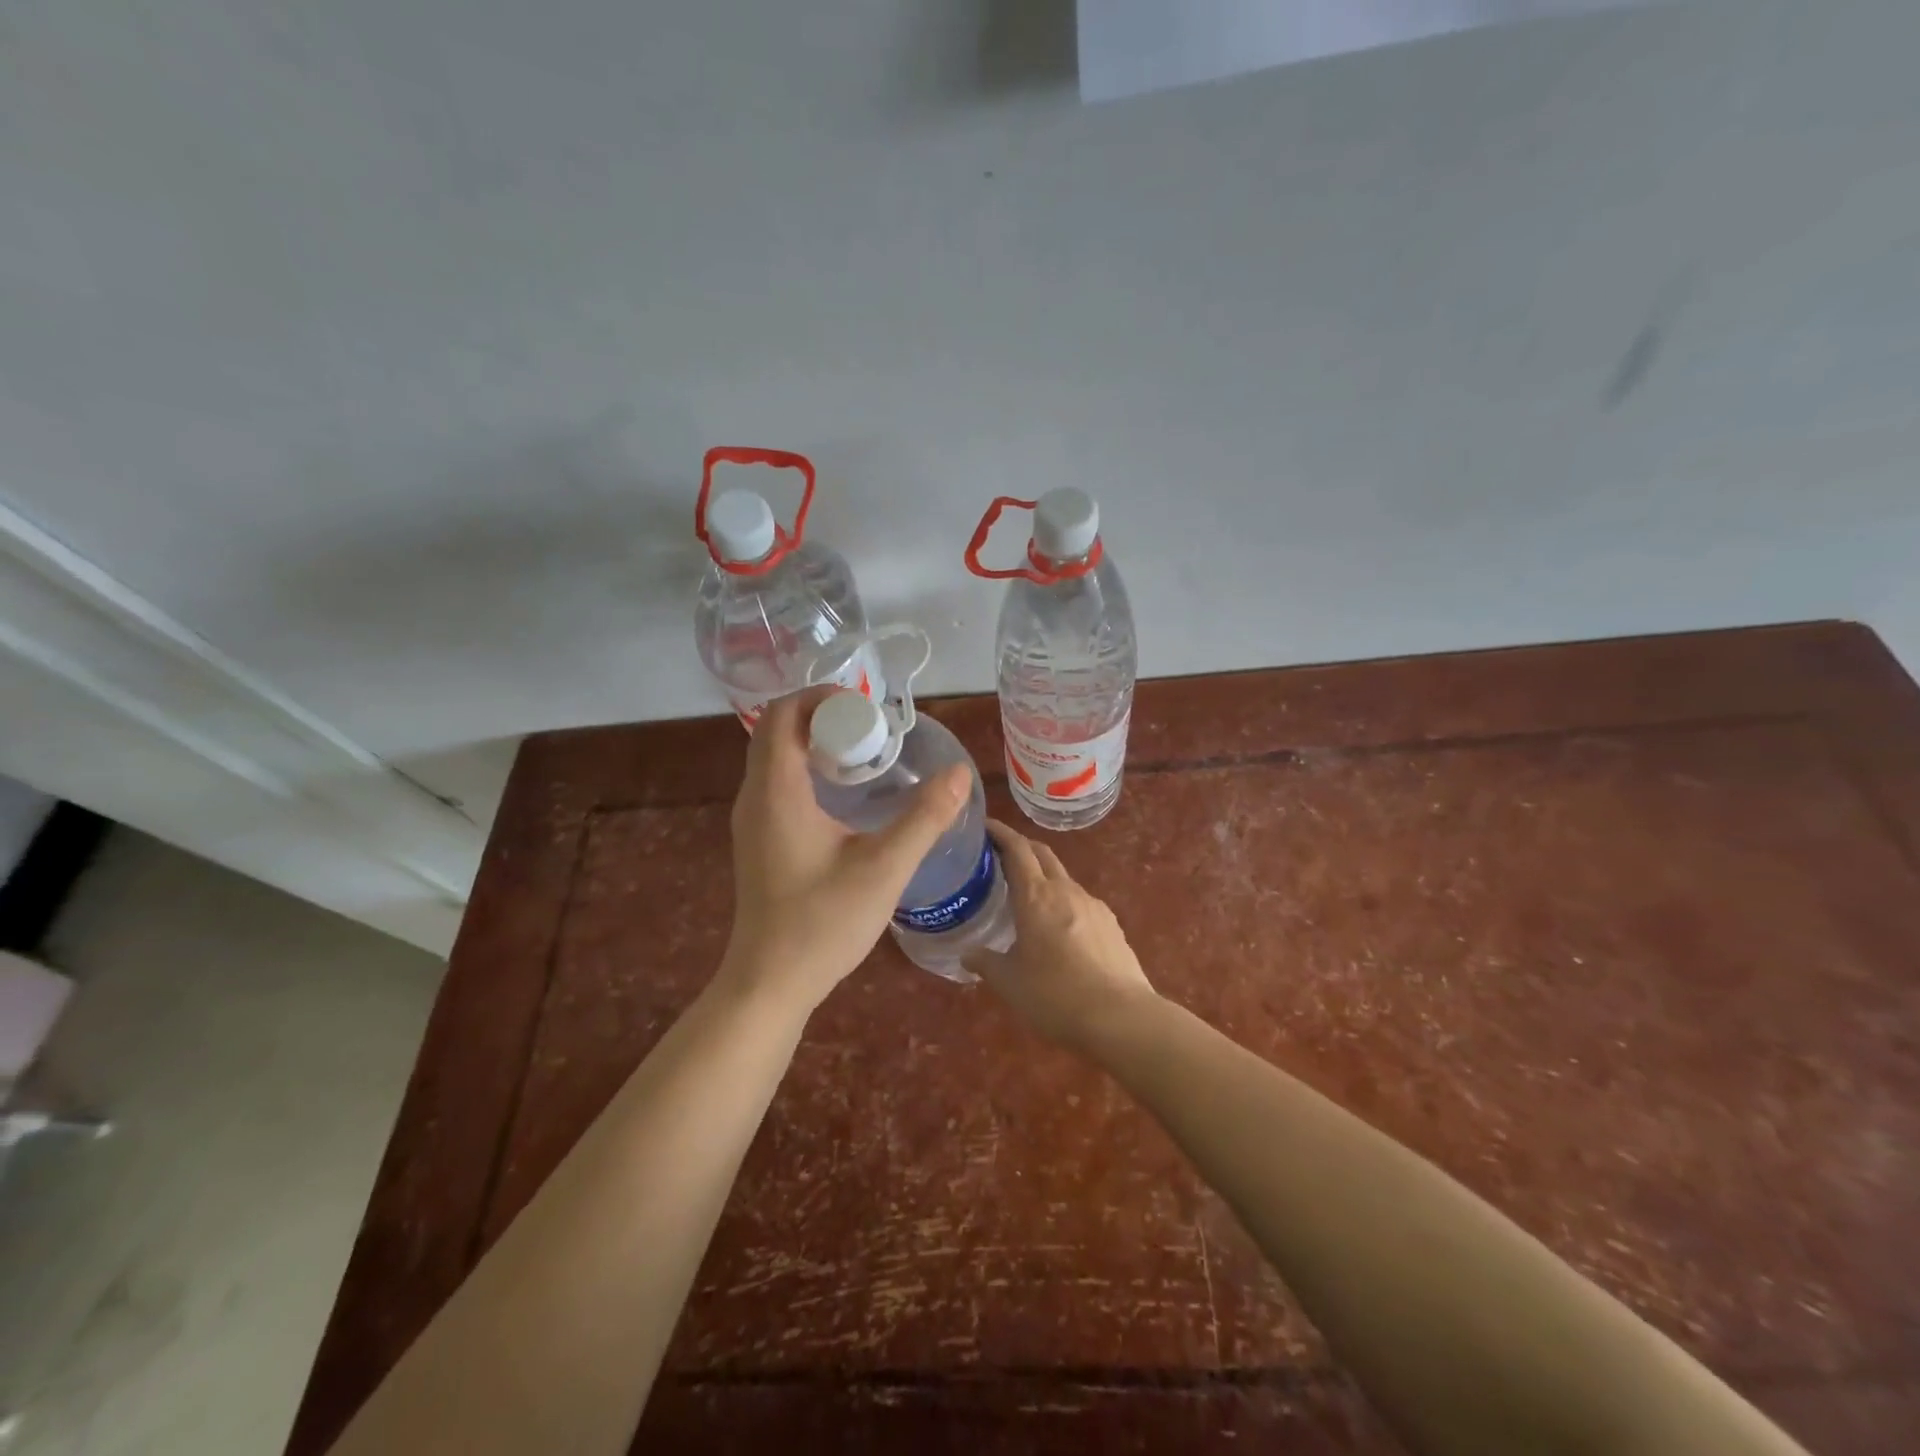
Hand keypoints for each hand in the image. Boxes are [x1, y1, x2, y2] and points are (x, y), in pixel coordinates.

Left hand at [721, 686, 969, 1013]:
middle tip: (874, 731)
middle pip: (778, 729)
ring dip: (815, 742)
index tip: (868, 710)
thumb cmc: (823, 922)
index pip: (783, 713)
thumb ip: (924, 818)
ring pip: (776, 756)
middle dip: (824, 717)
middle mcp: (755, 796)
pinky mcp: (759, 839)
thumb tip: (959, 774)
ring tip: (866, 756)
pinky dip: (808, 769)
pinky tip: (845, 796)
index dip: (822, 698)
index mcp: (776, 791)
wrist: (770, 982)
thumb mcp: (884, 868)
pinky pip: (778, 782)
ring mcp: (753, 819)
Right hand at [963, 820, 1158, 1053]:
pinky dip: (1063, 903)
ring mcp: (1093, 905)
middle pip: (1042, 854)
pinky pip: (1081, 903)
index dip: (1000, 833)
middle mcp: (1065, 890)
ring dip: (1043, 878)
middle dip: (1021, 847)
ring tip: (1027, 899)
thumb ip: (985, 962)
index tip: (985, 825)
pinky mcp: (1111, 925)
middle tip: (999, 856)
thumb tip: (968, 954)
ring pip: (1063, 878)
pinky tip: (1059, 930)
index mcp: (1036, 896)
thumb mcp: (1009, 982)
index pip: (1017, 849)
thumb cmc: (1055, 995)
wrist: (1122, 1018)